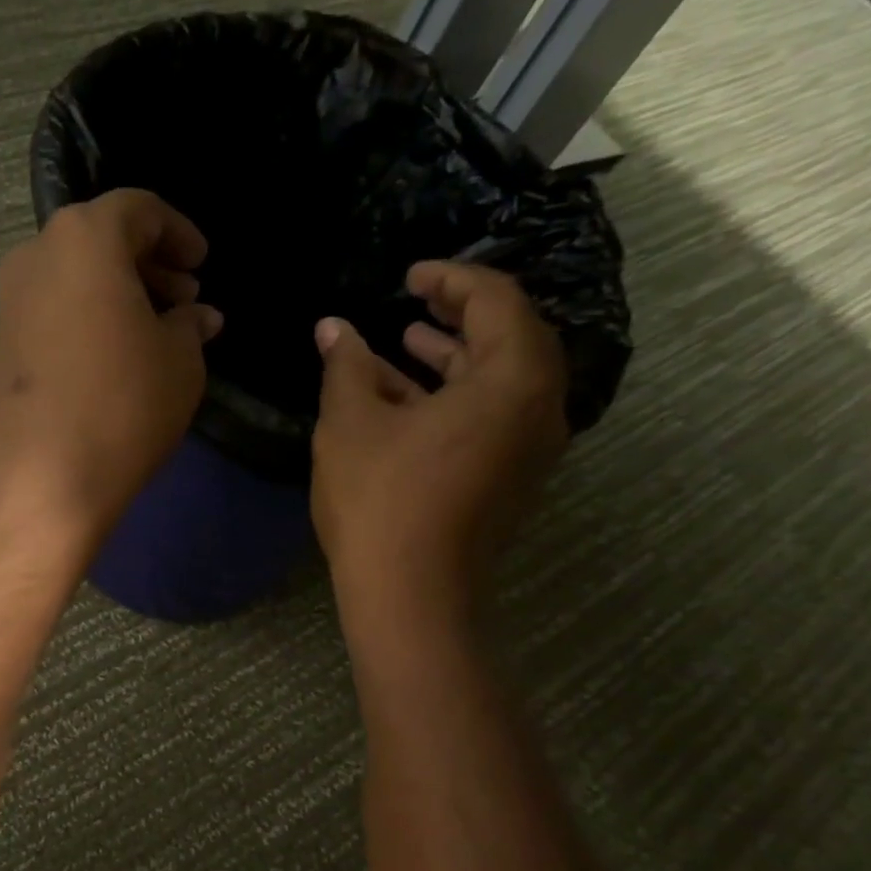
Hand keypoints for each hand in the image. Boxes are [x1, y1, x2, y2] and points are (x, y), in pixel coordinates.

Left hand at [0, 189, 221, 552]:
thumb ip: (190, 325)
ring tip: (153, 334)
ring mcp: (8, 304)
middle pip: (99, 241)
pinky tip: (111, 360)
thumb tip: (197, 316)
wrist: (40, 481)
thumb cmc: (122, 406)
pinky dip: (85, 321)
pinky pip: (52, 315)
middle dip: (147, 265)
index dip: (178, 233)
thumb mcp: (180, 361)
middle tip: (184, 302)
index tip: (201, 266)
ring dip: (116, 296)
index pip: (138, 210)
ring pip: (72, 279)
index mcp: (83, 238)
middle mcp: (35, 257)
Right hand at [311, 261, 567, 624]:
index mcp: (512, 380)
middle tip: (413, 301)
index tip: (408, 275)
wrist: (410, 595)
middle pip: (509, 339)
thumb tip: (332, 327)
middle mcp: (538, 409)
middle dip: (458, 315)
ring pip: (498, 382)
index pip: (497, 301)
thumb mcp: (351, 423)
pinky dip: (453, 397)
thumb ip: (346, 365)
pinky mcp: (509, 479)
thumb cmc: (380, 500)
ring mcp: (528, 449)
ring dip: (452, 358)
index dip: (451, 279)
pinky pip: (491, 417)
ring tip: (404, 342)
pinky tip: (404, 400)